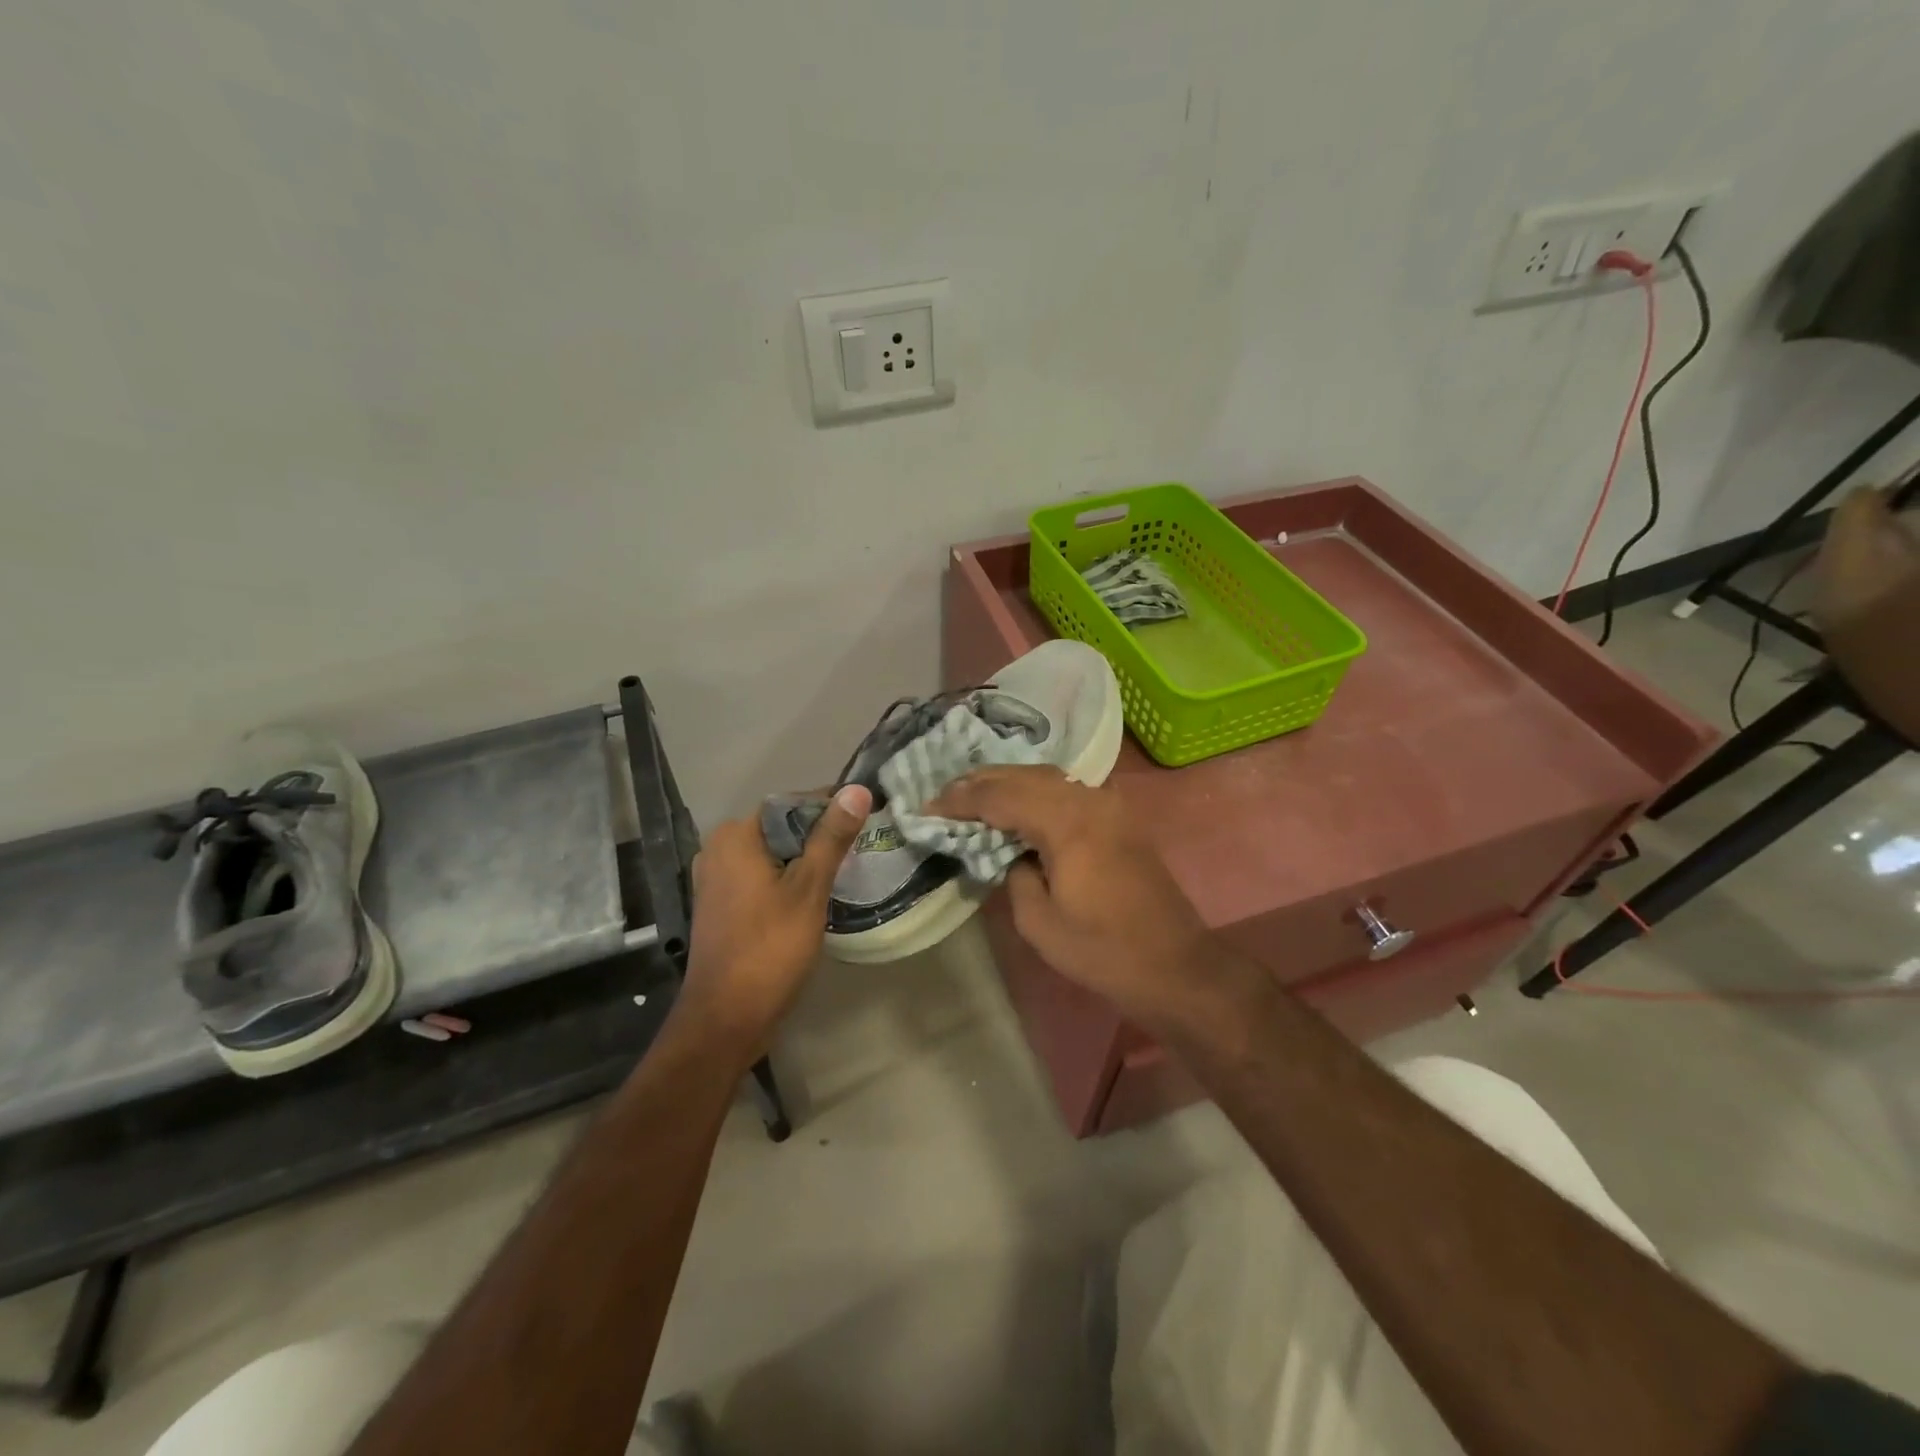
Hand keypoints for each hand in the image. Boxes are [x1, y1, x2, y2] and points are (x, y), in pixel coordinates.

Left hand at [679, 784, 871, 1058]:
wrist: (725, 1018)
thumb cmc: (770, 948)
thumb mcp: (809, 889)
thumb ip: (831, 837)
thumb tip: (856, 789)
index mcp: (735, 835)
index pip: (792, 804)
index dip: (831, 810)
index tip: (865, 823)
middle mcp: (718, 848)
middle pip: (781, 829)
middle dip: (819, 838)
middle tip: (859, 853)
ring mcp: (715, 879)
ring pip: (772, 855)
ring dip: (805, 862)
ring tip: (844, 874)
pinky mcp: (720, 905)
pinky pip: (760, 878)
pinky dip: (786, 881)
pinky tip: (813, 898)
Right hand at [927, 766, 1214, 1026]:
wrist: (1174, 966)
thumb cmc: (1102, 951)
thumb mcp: (1038, 922)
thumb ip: (1013, 874)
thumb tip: (1009, 852)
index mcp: (1068, 823)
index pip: (1001, 796)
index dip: (961, 801)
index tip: (927, 807)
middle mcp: (1089, 800)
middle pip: (1024, 775)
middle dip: (981, 782)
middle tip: (944, 794)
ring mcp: (1109, 805)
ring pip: (1048, 777)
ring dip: (1008, 782)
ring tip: (972, 793)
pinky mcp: (1118, 817)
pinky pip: (1067, 790)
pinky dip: (1035, 790)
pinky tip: (1017, 803)